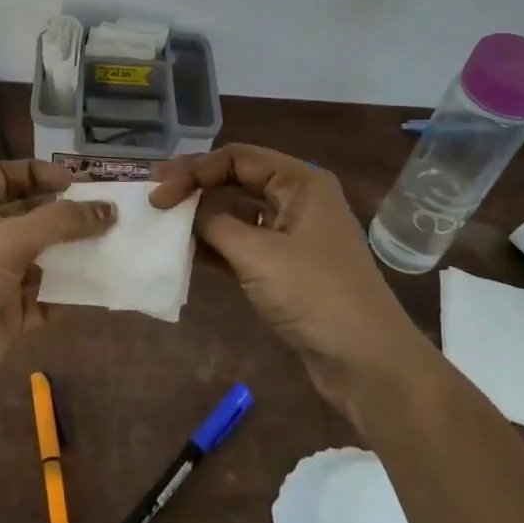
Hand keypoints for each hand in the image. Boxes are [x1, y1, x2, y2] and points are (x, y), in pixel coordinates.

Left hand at [0, 160, 113, 419]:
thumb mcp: (12, 238)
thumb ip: (62, 222)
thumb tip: (108, 210)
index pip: (4, 175)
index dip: (36, 172)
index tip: (72, 181)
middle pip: (28, 216)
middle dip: (63, 215)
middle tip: (105, 214)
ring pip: (40, 258)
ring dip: (71, 254)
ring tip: (111, 248)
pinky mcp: (6, 316)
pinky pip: (44, 299)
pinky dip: (66, 295)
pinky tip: (95, 290)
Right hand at [151, 144, 418, 410]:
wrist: (368, 365)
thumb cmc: (316, 295)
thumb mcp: (258, 254)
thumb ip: (214, 224)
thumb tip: (185, 209)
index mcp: (300, 182)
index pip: (237, 157)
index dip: (195, 169)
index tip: (159, 191)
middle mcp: (297, 200)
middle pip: (236, 180)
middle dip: (195, 187)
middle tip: (155, 199)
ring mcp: (292, 235)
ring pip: (237, 212)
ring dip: (202, 217)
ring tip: (163, 223)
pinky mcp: (286, 267)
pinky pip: (242, 243)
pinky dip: (215, 245)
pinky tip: (186, 251)